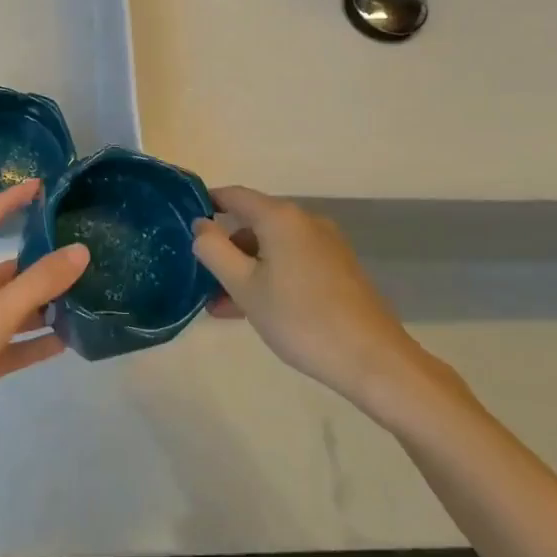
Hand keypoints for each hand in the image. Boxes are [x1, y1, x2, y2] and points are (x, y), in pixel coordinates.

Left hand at [0, 179, 88, 480]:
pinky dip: (29, 343)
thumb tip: (80, 251)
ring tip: (79, 299)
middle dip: (33, 267)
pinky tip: (63, 343)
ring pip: (3, 312)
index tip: (38, 189)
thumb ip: (36, 285)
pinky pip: (4, 347)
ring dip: (36, 307)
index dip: (5, 204)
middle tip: (76, 258)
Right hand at [190, 186, 459, 422]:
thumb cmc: (300, 319)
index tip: (183, 222)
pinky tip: (253, 310)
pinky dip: (269, 277)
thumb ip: (214, 250)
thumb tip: (200, 225)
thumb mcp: (244, 286)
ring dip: (245, 269)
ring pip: (272, 248)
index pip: (235, 195)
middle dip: (225, 248)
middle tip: (200, 278)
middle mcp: (305, 222)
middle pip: (254, 224)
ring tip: (221, 306)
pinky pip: (292, 262)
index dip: (207, 203)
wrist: (372, 360)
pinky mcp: (338, 269)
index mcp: (281, 218)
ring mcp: (325, 246)